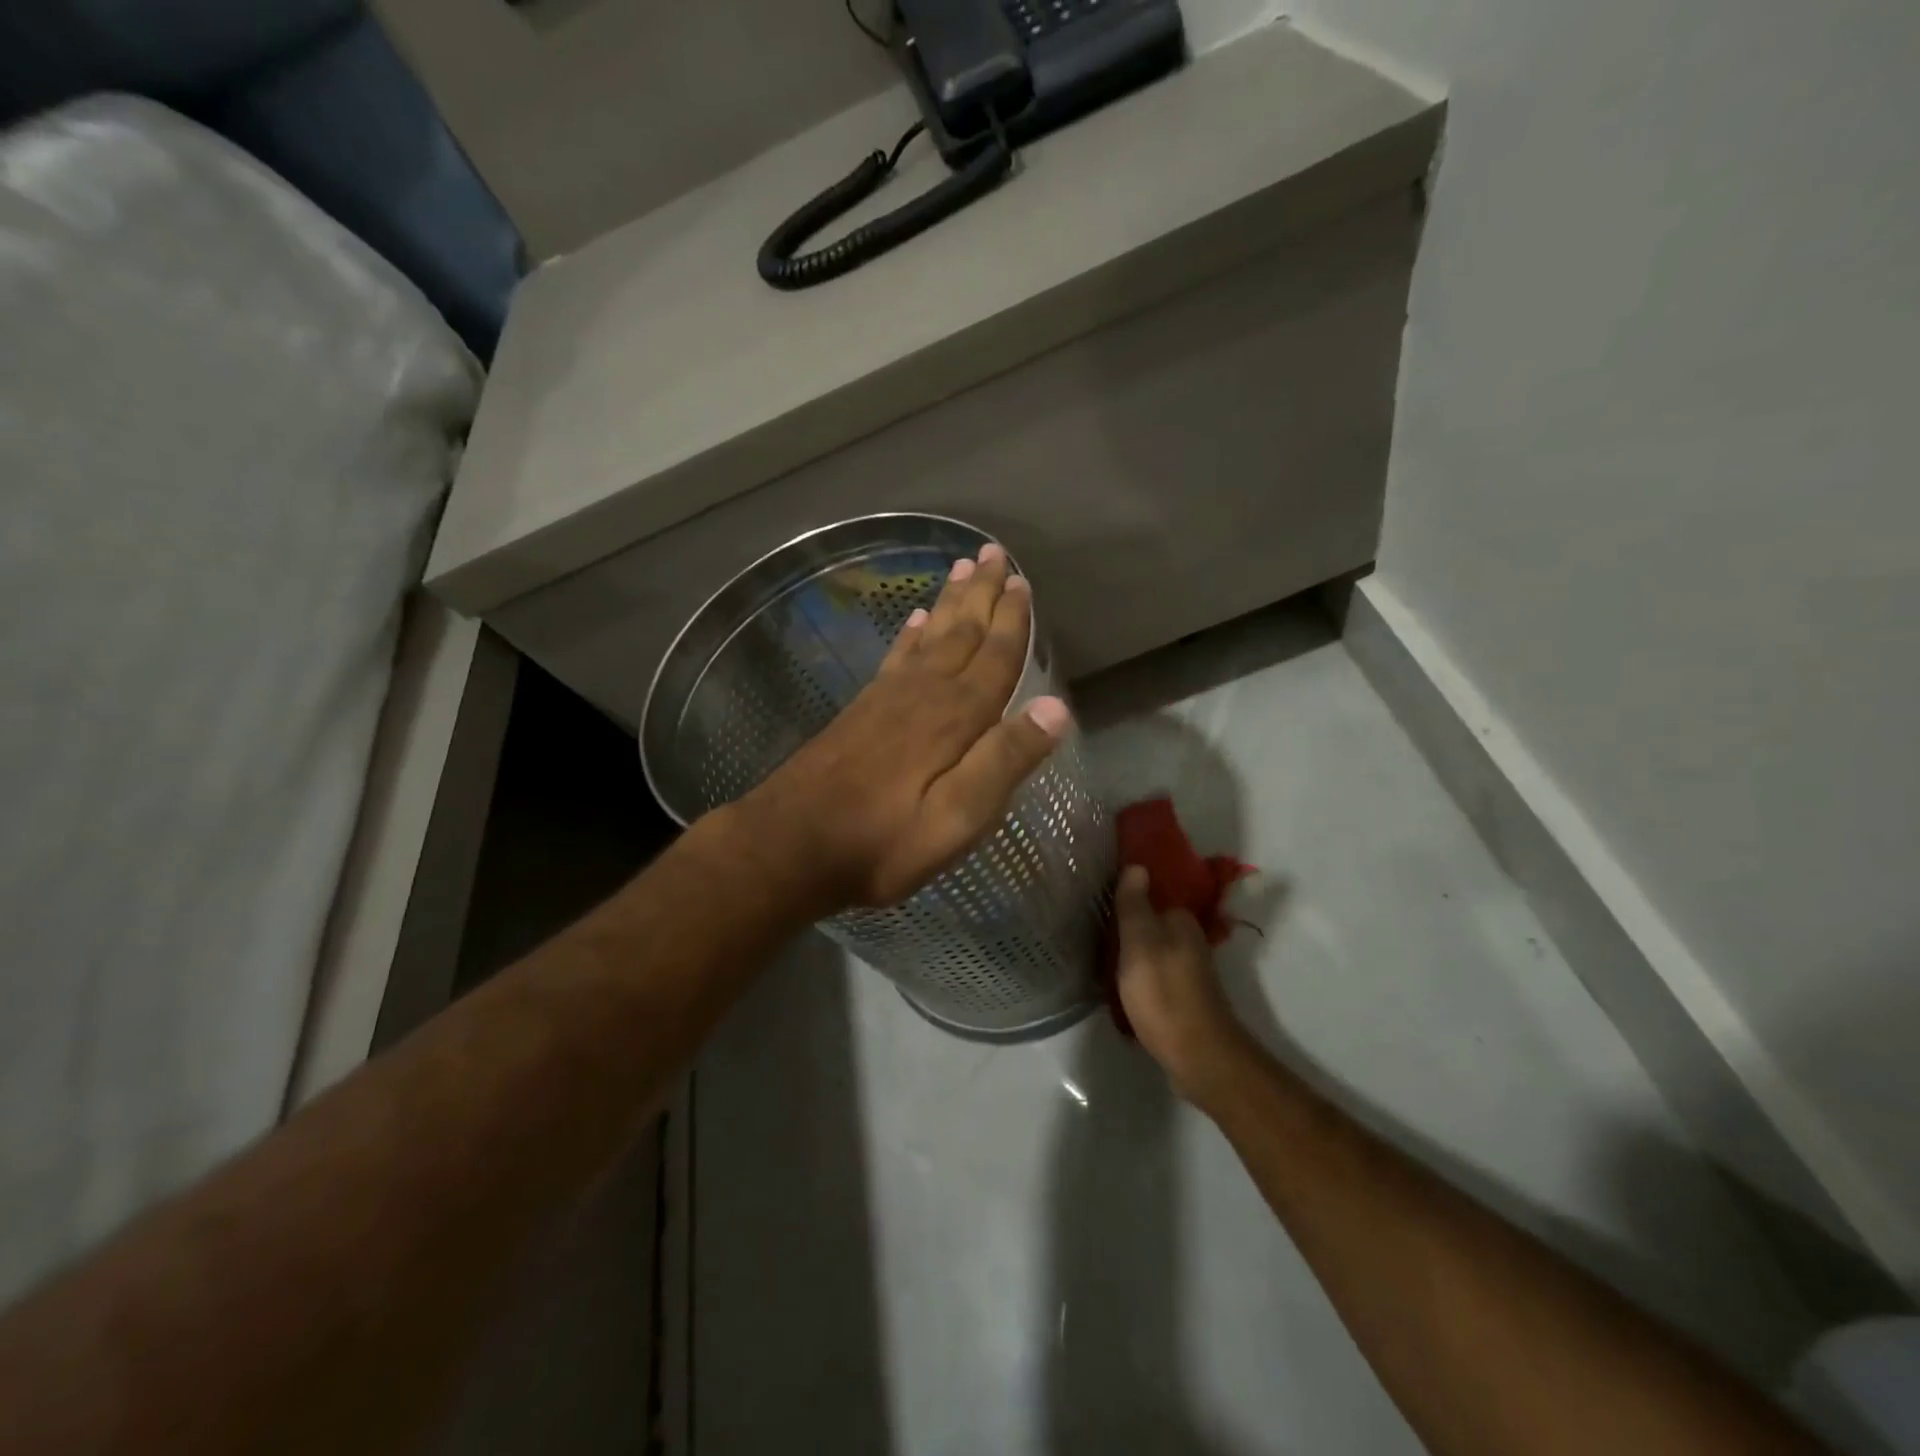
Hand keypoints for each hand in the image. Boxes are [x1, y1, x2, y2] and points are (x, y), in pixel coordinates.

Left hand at [739, 542, 1070, 910]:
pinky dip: (909, 634)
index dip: (1012, 620)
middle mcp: (923, 694)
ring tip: (960, 569)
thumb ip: (1004, 761)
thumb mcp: (958, 818)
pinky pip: (895, 657)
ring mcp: (887, 698)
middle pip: (960, 633)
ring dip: (948, 603)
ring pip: (928, 636)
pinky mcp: (862, 710)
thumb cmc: (884, 841)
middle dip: (980, 594)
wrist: (791, 844)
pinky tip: (912, 619)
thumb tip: (1056, 708)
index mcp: (954, 718)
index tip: (1021, 580)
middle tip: (992, 553)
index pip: (995, 657)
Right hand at [1114, 864, 1260, 1108]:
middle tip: (1093, 924)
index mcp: (1181, 921)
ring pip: (1152, 948)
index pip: (1152, 894)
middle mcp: (1189, 940)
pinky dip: (1137, 972)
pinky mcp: (1182, 995)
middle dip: (1127, 922)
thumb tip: (1137, 865)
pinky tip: (1118, 980)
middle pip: (1151, 922)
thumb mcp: (1140, 944)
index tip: (1100, 896)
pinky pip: (1154, 972)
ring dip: (1131, 949)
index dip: (1127, 893)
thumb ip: (1135, 905)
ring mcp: (1187, 969)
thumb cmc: (1164, 994)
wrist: (1198, 1057)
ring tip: (1100, 951)